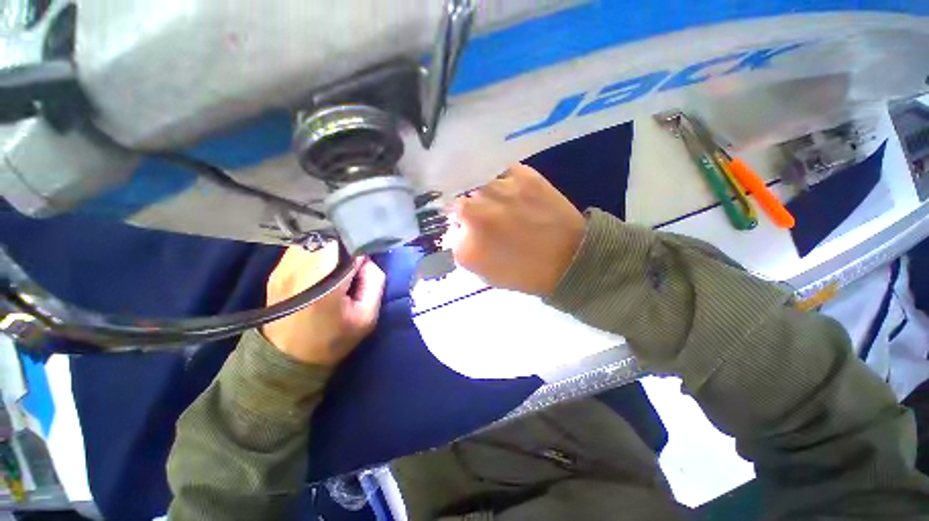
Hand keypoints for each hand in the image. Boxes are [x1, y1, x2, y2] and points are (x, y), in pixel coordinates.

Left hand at [262, 243, 385, 366]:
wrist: (286, 359)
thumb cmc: (332, 339)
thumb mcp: (367, 316)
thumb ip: (375, 281)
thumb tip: (367, 259)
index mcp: (324, 278)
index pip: (348, 243)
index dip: (362, 248)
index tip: (366, 263)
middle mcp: (300, 265)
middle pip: (331, 236)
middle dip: (347, 246)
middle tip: (353, 267)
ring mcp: (283, 265)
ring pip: (316, 238)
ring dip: (332, 247)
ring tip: (338, 266)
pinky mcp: (276, 269)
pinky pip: (304, 248)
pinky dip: (318, 251)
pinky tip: (322, 268)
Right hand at [450, 164, 585, 296]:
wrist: (570, 258)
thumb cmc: (526, 273)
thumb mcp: (486, 275)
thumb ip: (467, 252)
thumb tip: (462, 231)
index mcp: (465, 247)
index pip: (451, 231)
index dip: (462, 230)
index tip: (473, 232)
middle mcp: (474, 215)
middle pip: (458, 204)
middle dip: (468, 211)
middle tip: (485, 216)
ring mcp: (496, 191)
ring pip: (477, 185)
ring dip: (483, 194)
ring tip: (500, 202)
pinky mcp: (520, 175)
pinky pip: (500, 171)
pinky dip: (501, 179)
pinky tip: (510, 190)